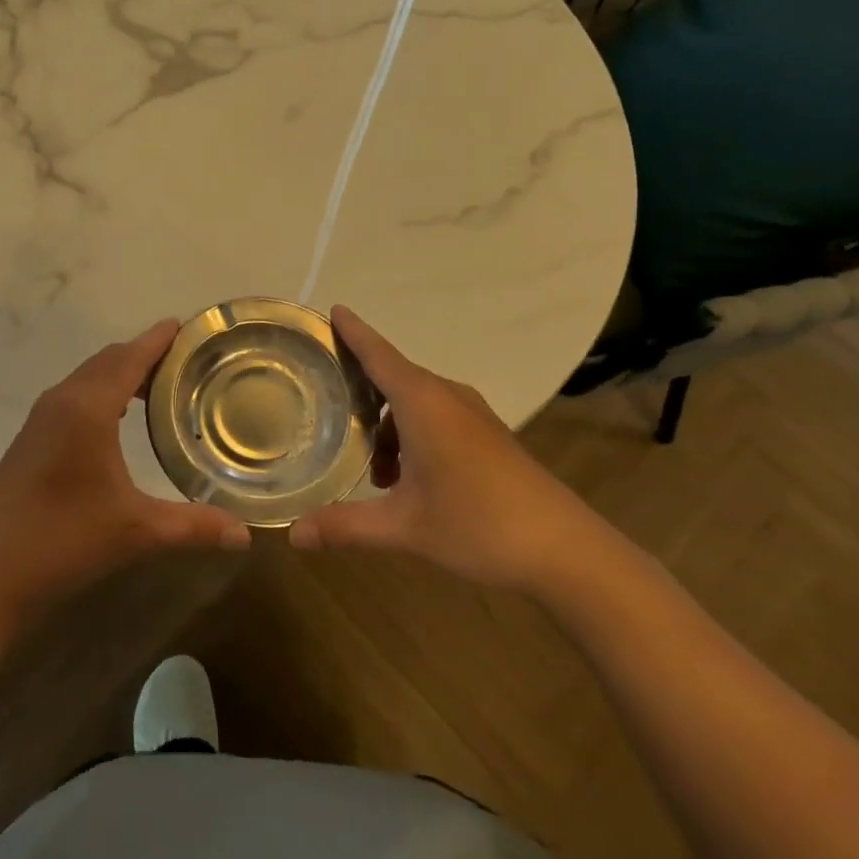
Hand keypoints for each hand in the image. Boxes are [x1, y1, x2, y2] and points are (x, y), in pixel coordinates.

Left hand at [0, 319, 251, 618]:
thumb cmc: (64, 541)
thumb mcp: (136, 532)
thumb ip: (193, 527)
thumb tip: (245, 536)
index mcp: (88, 407)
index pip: (130, 357)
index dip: (158, 339)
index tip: (185, 325)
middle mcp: (62, 400)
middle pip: (108, 360)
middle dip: (144, 353)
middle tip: (184, 361)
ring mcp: (41, 417)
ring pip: (88, 376)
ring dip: (121, 372)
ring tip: (158, 387)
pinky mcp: (31, 436)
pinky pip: (73, 394)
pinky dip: (101, 390)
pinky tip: (117, 419)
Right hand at [288, 306, 606, 592]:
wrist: (566, 549)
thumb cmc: (478, 524)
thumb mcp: (404, 527)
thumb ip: (345, 526)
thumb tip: (292, 535)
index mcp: (423, 402)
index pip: (378, 354)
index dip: (353, 332)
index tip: (332, 308)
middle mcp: (446, 397)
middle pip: (393, 376)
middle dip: (360, 387)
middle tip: (325, 401)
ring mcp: (472, 414)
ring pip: (415, 402)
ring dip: (387, 425)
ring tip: (373, 472)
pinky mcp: (488, 434)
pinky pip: (436, 415)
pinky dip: (411, 434)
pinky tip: (408, 480)